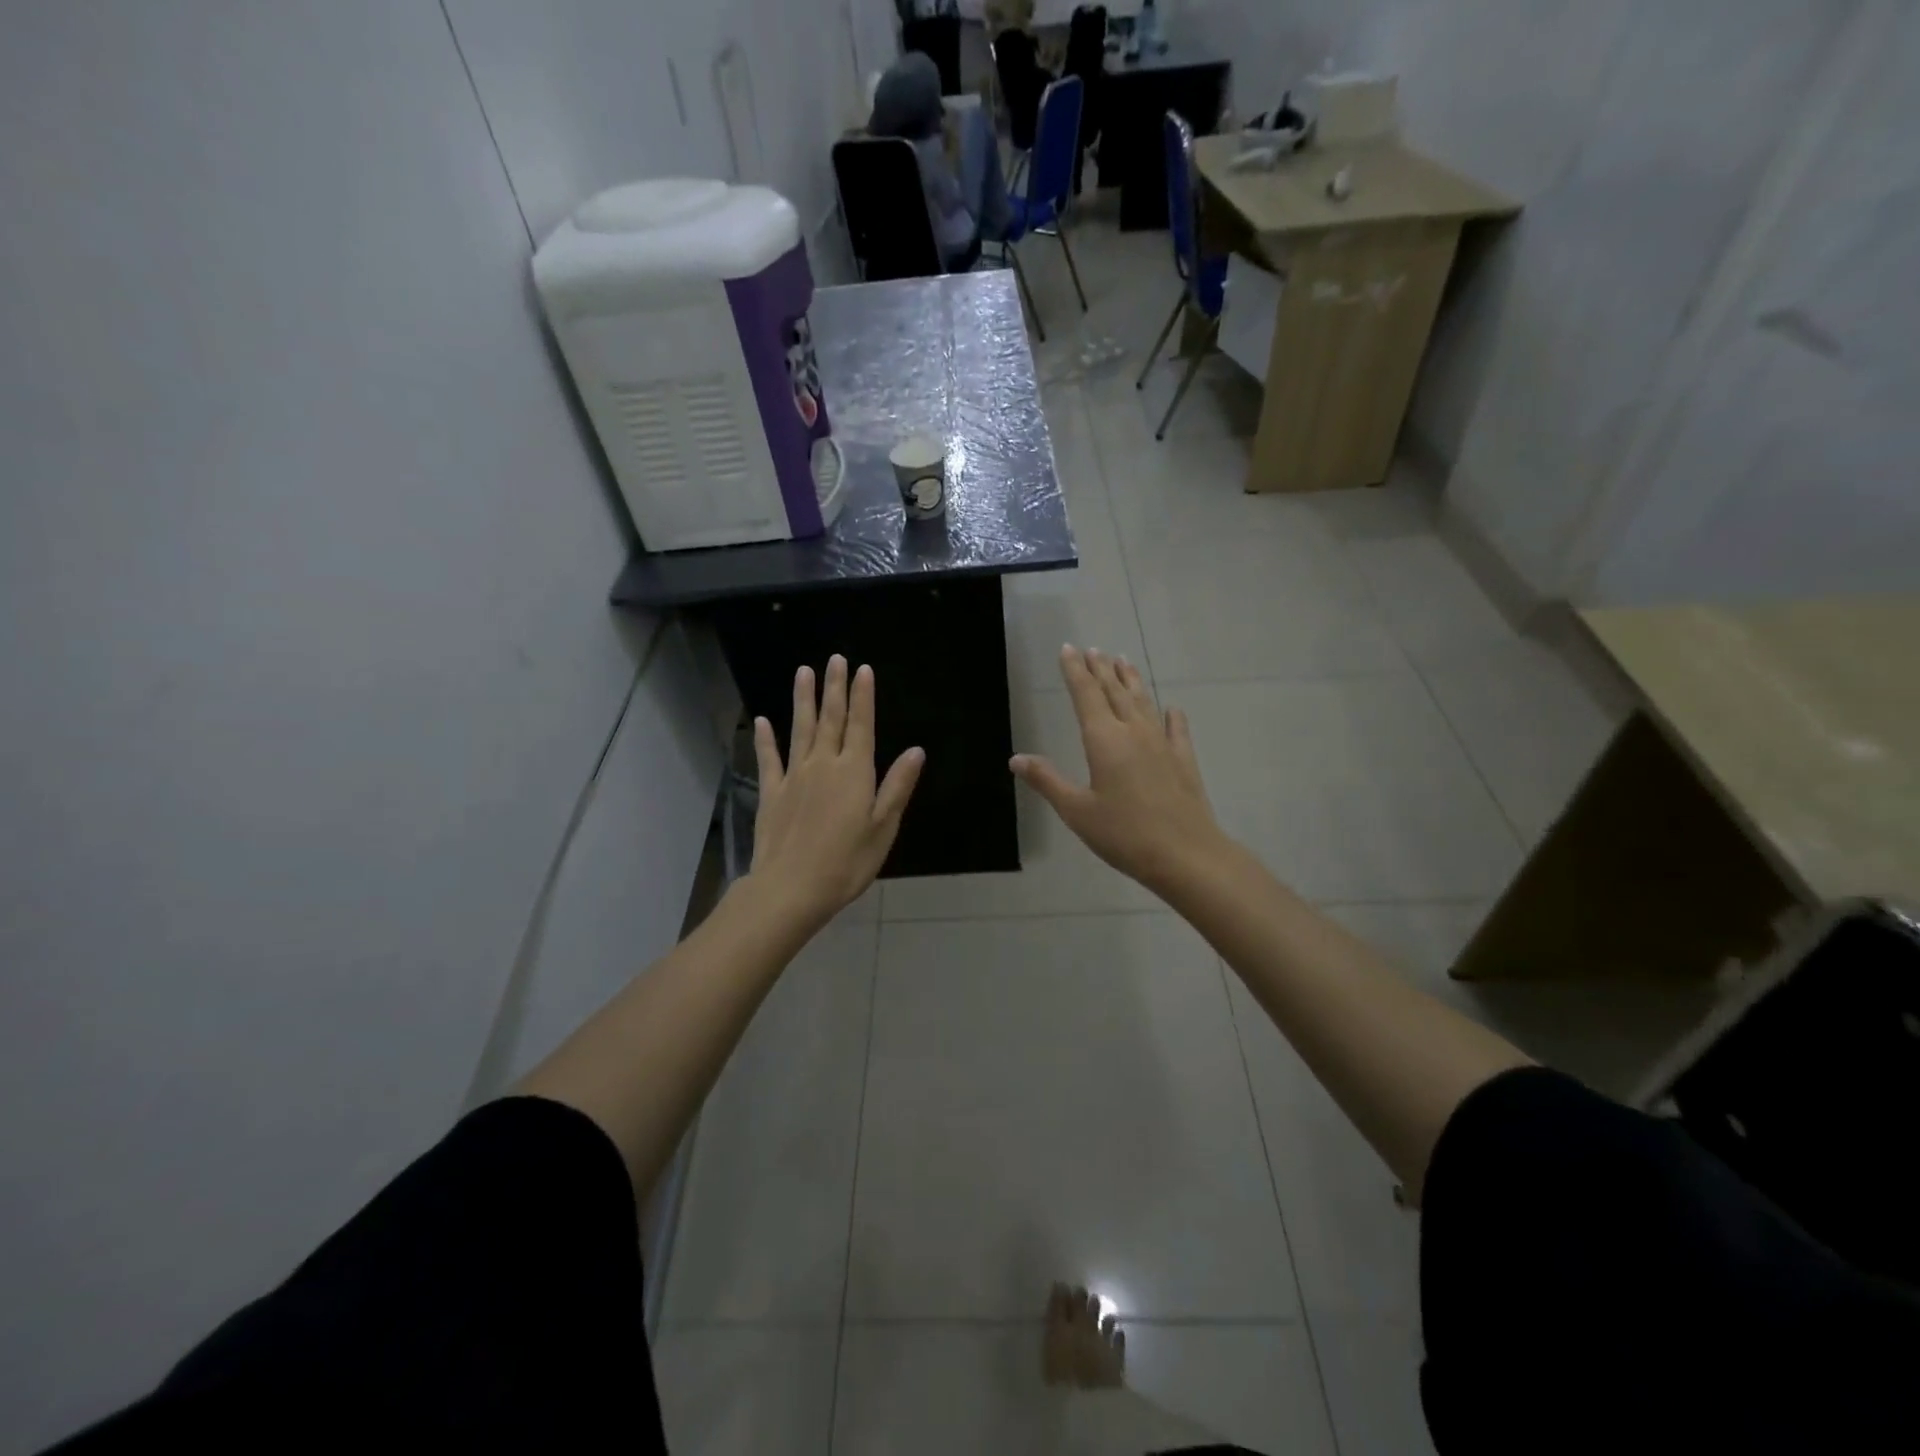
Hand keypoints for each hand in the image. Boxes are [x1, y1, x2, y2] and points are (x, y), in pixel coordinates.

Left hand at [749, 655, 924, 927]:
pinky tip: (763, 721)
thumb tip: (916, 751)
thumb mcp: (883, 827)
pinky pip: (769, 759)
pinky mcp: (772, 792)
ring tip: (804, 672)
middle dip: (834, 688)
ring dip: (803, 700)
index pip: (861, 725)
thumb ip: (897, 786)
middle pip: (830, 719)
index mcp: (855, 772)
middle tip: (835, 658)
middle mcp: (824, 765)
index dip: (862, 697)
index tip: (862, 669)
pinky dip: (766, 739)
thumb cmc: (847, 861)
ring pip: (800, 729)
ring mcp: (794, 776)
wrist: (792, 887)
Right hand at [1011, 646, 1224, 895]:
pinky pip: (1176, 729)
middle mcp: (1133, 732)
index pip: (1086, 694)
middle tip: (1092, 649)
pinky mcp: (1183, 760)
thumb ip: (1047, 780)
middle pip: (1114, 691)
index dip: (1075, 671)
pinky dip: (1171, 715)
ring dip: (1131, 680)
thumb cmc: (1124, 834)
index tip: (1068, 649)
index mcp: (1104, 740)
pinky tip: (1172, 708)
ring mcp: (1162, 744)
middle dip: (1101, 669)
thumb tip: (1016, 758)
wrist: (1186, 854)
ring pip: (1143, 702)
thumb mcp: (1076, 811)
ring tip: (1122, 661)